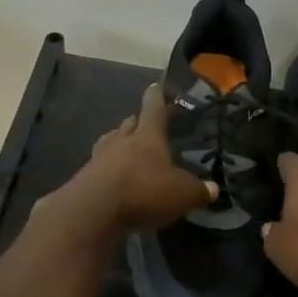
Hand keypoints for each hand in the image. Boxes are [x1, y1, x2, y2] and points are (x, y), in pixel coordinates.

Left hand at [41, 83, 215, 236]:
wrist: (93, 210)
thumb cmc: (144, 191)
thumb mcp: (181, 194)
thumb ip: (198, 191)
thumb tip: (213, 189)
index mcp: (147, 136)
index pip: (153, 108)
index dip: (156, 96)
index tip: (155, 86)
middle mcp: (121, 141)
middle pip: (128, 124)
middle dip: (136, 122)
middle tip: (143, 123)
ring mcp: (99, 158)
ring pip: (110, 142)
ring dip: (118, 142)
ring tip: (125, 148)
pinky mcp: (84, 179)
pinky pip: (98, 166)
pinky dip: (107, 168)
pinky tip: (112, 177)